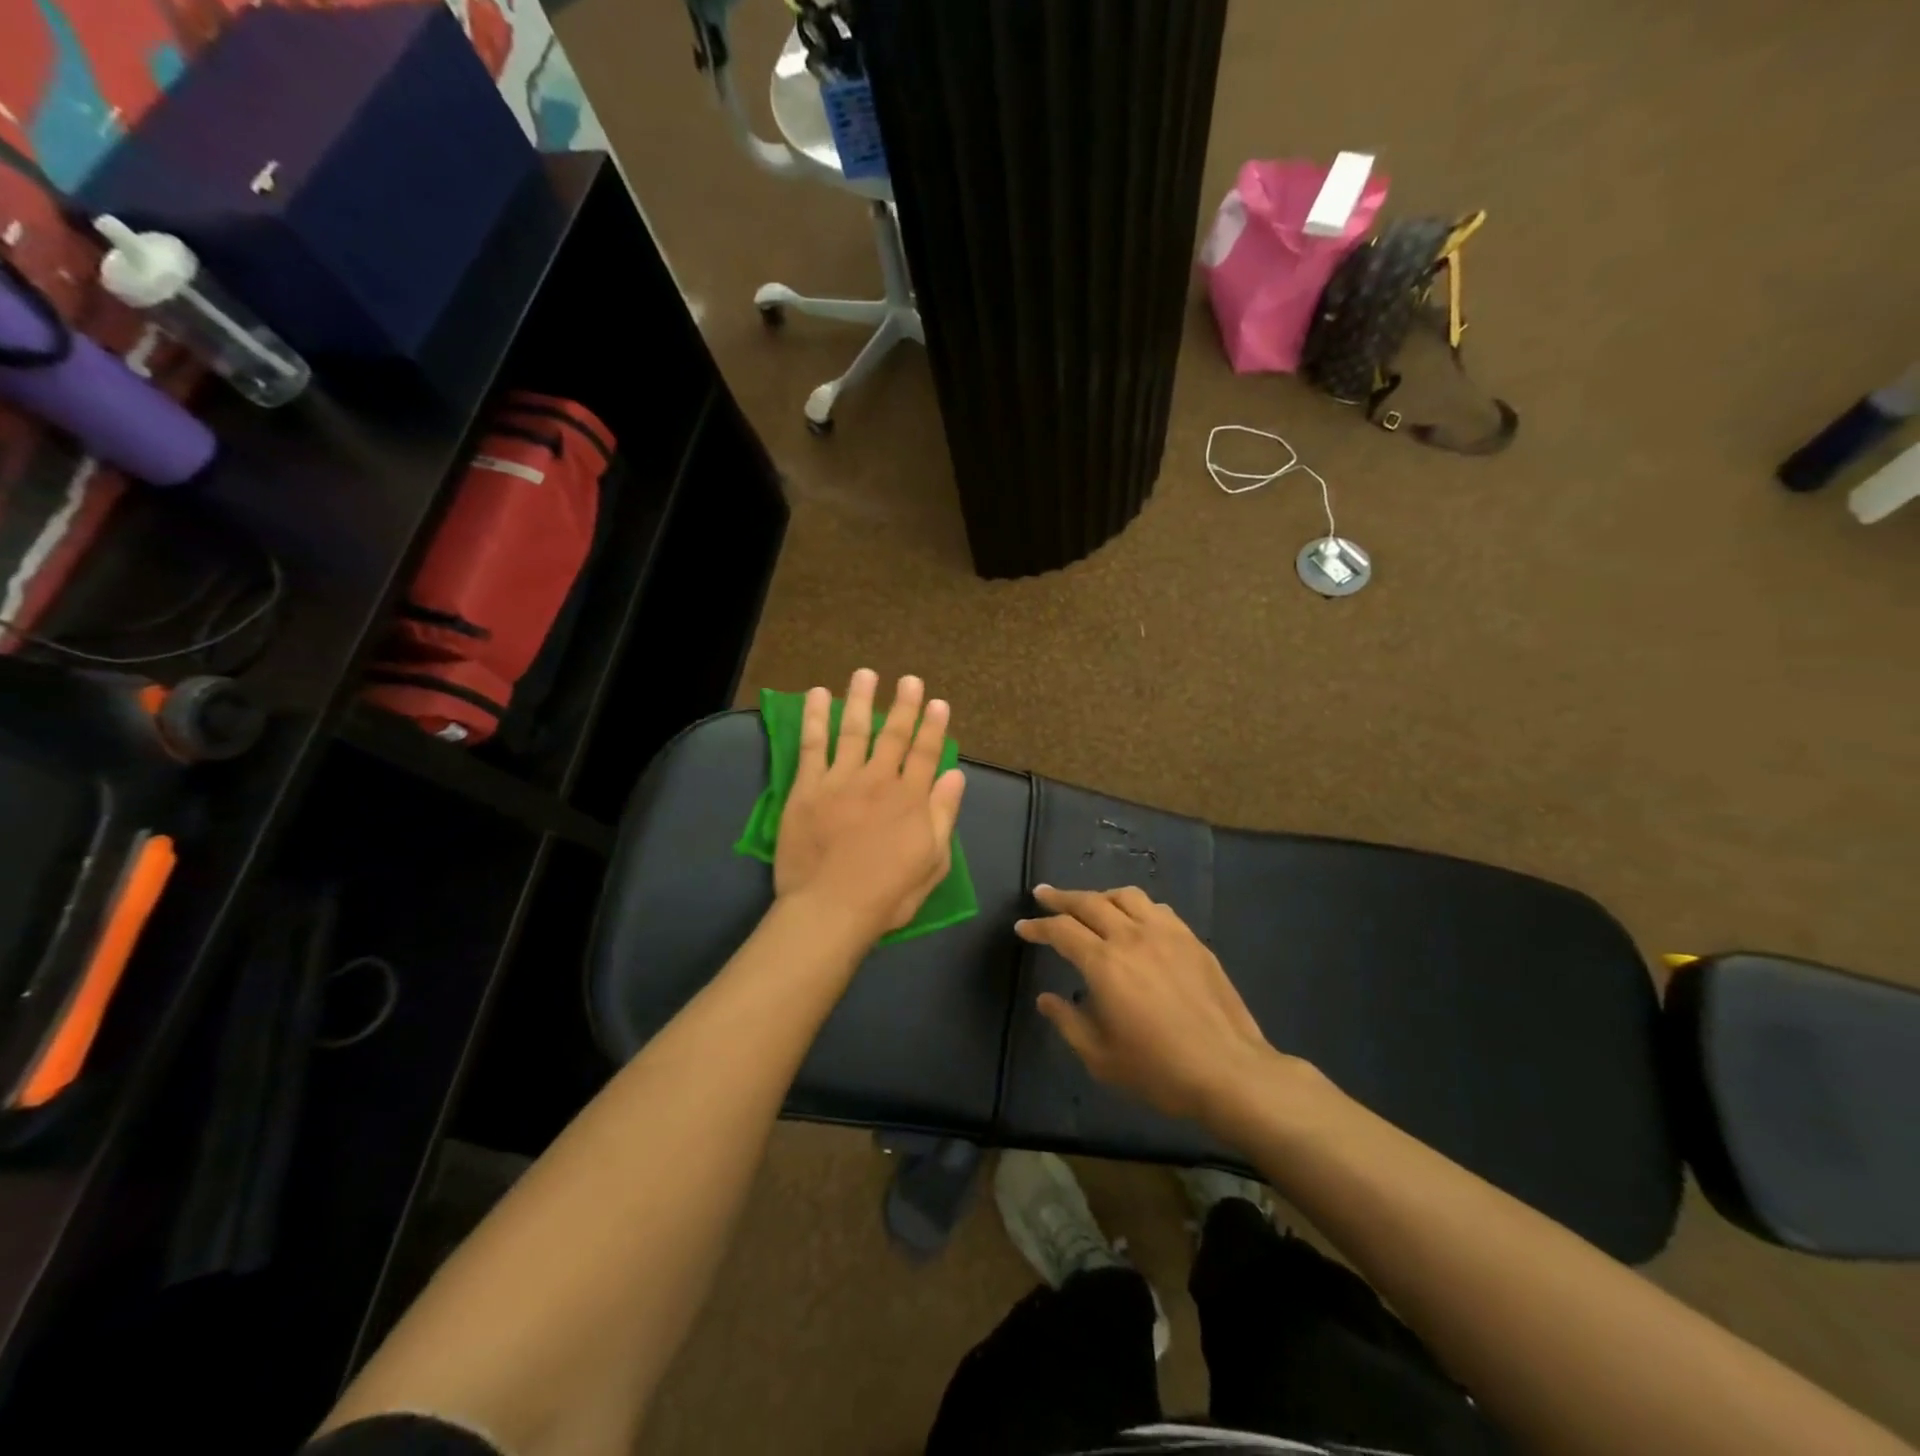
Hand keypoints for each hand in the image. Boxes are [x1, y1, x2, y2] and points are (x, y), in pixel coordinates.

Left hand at [774, 669, 966, 940]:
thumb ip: (943, 815)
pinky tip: (817, 695)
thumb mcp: (932, 862)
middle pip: (893, 735)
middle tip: (909, 680)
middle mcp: (879, 780)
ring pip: (853, 730)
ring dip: (860, 699)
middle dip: (904, 705)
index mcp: (911, 799)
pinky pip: (812, 745)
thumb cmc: (887, 894)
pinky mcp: (808, 788)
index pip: (926, 753)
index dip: (933, 726)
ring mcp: (841, 780)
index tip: (937, 702)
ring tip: (865, 674)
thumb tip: (955, 774)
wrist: (831, 909)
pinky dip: (815, 718)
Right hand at [1017, 885, 1292, 1125]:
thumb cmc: (1159, 1070)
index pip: (1061, 930)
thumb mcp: (1100, 1057)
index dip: (1038, 926)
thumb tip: (1046, 999)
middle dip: (1061, 897)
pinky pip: (1157, 909)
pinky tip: (1135, 919)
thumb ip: (1068, 1022)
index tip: (1022, 927)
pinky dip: (1136, 906)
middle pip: (1090, 902)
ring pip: (1126, 896)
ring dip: (1100, 895)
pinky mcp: (1192, 940)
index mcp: (1104, 963)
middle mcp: (1132, 937)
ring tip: (1089, 903)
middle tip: (1043, 895)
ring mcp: (1166, 934)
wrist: (1229, 1072)